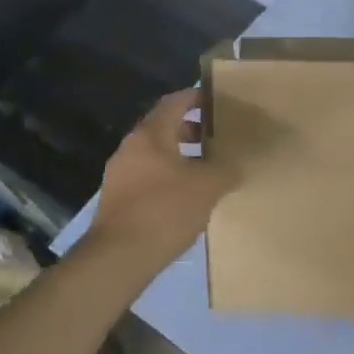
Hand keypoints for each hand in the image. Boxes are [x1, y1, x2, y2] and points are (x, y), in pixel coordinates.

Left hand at [88, 89, 231, 268]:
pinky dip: (169, 175)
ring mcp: (120, 174)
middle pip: (163, 127)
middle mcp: (130, 147)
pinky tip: (188, 194)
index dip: (196, 97)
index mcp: (150, 135)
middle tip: (218, 136)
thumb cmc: (166, 210)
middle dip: (191, 129)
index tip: (217, 99)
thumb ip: (225, 169)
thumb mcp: (208, 186)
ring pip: (156, 154)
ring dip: (181, 155)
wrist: (120, 256)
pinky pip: (148, 176)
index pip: (174, 102)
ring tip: (208, 167)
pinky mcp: (118, 199)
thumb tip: (234, 165)